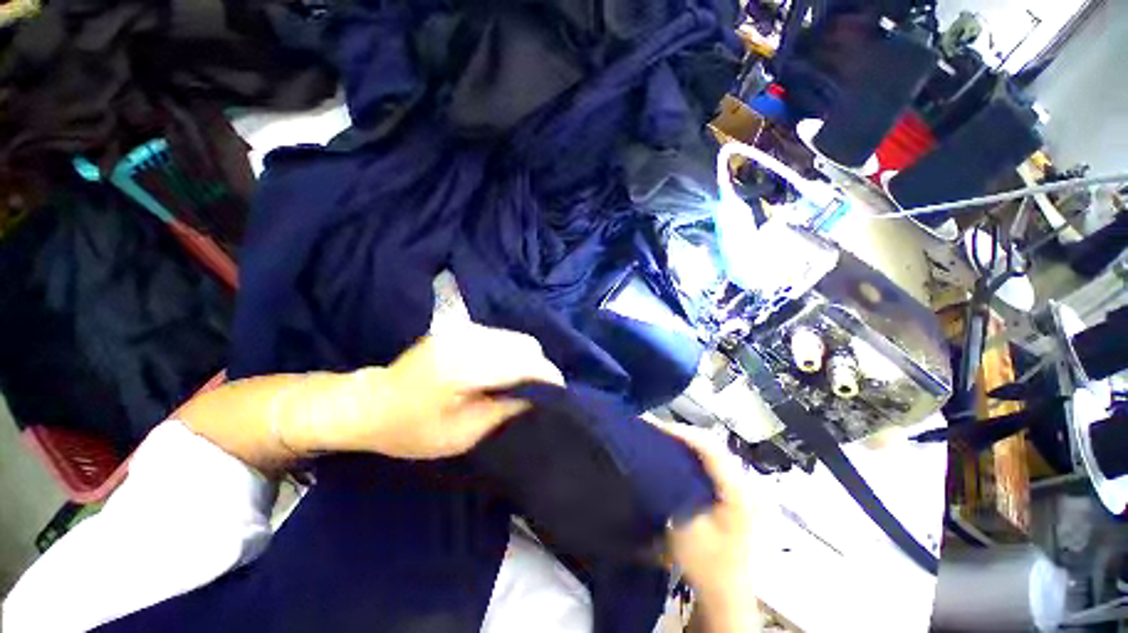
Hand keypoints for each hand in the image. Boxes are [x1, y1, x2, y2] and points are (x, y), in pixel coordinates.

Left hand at [284, 323, 564, 458]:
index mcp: (463, 366)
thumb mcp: (460, 435)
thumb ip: (504, 411)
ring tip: (525, 383)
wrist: (370, 402)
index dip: (547, 376)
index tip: (559, 394)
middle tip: (541, 392)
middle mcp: (467, 338)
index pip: (523, 362)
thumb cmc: (410, 429)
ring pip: (516, 338)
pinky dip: (513, 353)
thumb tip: (538, 397)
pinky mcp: (461, 329)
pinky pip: (502, 337)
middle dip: (540, 367)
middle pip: (525, 344)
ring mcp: (463, 329)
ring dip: (528, 359)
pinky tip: (506, 372)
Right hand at [652, 421, 759, 631]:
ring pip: (712, 450)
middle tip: (653, 428)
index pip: (710, 448)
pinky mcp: (733, 491)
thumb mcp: (685, 529)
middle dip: (681, 433)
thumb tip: (655, 458)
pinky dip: (692, 452)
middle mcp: (744, 483)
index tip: (654, 426)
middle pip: (712, 444)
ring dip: (686, 440)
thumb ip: (672, 491)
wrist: (725, 592)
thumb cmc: (706, 563)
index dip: (682, 433)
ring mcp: (741, 486)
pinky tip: (675, 452)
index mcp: (737, 492)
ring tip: (661, 435)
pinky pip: (711, 461)